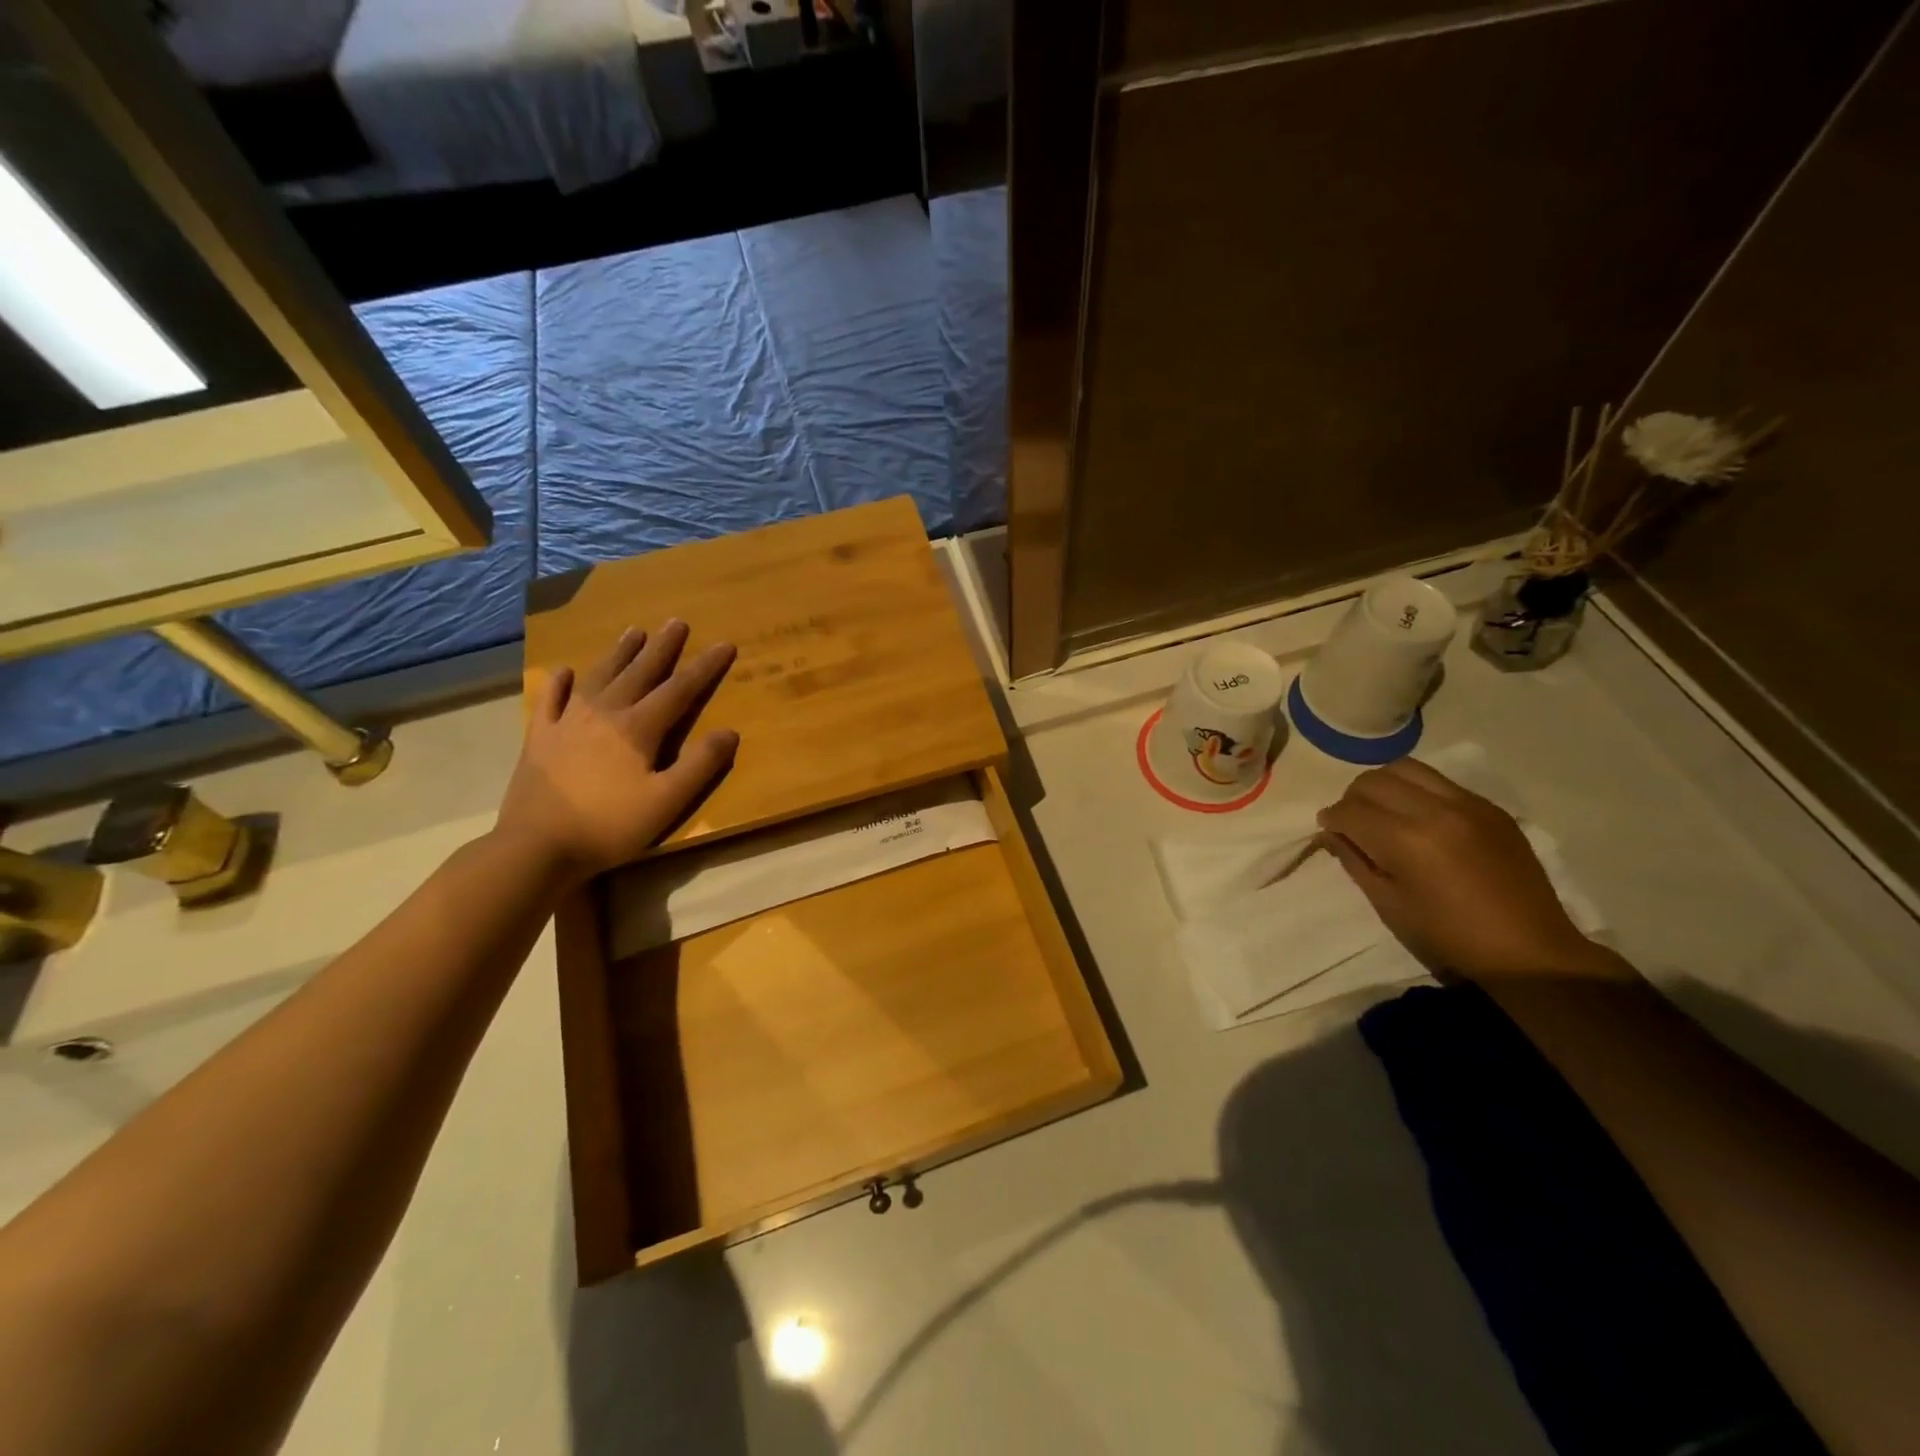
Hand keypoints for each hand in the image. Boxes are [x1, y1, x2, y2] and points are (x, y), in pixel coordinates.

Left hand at [497, 621, 737, 881]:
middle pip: (639, 673)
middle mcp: (604, 714)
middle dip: (662, 647)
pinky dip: (560, 684)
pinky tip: (565, 672)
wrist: (537, 847)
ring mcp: (567, 723)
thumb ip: (700, 765)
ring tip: (633, 632)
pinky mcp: (539, 739)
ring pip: (599, 677)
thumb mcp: (667, 801)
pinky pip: (551, 701)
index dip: (705, 667)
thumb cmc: (610, 826)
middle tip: (676, 622)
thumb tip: (730, 731)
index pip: (680, 689)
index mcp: (638, 728)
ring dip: (619, 654)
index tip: (724, 644)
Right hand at [1317, 758, 1614, 980]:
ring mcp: (1467, 804)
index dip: (1331, 820)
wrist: (1528, 951)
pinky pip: (1440, 781)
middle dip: (1353, 798)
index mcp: (1406, 840)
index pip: (1350, 810)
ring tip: (1384, 811)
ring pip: (1406, 768)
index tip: (1328, 831)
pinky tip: (1421, 818)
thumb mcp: (1388, 904)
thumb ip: (1354, 860)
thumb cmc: (1448, 936)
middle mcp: (1435, 810)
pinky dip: (1418, 791)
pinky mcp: (1490, 808)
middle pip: (1374, 781)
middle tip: (1353, 822)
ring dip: (1384, 785)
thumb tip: (1332, 834)